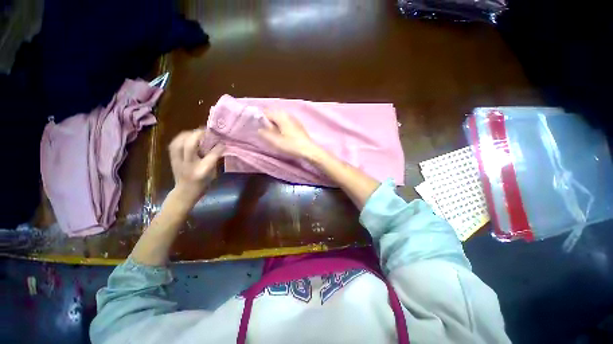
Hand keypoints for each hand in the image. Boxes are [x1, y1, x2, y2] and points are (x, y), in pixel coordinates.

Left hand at [168, 129, 223, 207]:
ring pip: (179, 143)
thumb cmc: (203, 184)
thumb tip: (218, 146)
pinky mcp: (172, 159)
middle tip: (206, 131)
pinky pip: (174, 144)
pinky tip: (187, 137)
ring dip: (188, 135)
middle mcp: (189, 165)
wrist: (185, 192)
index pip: (211, 155)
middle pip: (190, 145)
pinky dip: (180, 138)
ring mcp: (178, 161)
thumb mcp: (213, 173)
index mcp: (202, 170)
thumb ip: (214, 159)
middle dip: (198, 135)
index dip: (218, 146)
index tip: (223, 142)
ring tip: (196, 133)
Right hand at [258, 111, 321, 160]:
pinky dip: (283, 126)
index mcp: (282, 117)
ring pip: (281, 118)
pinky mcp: (299, 126)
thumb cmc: (291, 145)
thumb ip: (265, 134)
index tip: (259, 128)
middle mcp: (288, 115)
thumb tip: (259, 129)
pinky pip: (287, 122)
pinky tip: (283, 134)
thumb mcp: (276, 141)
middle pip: (275, 114)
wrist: (309, 150)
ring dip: (276, 124)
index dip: (261, 119)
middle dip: (269, 121)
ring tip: (274, 134)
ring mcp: (295, 120)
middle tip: (267, 132)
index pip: (267, 113)